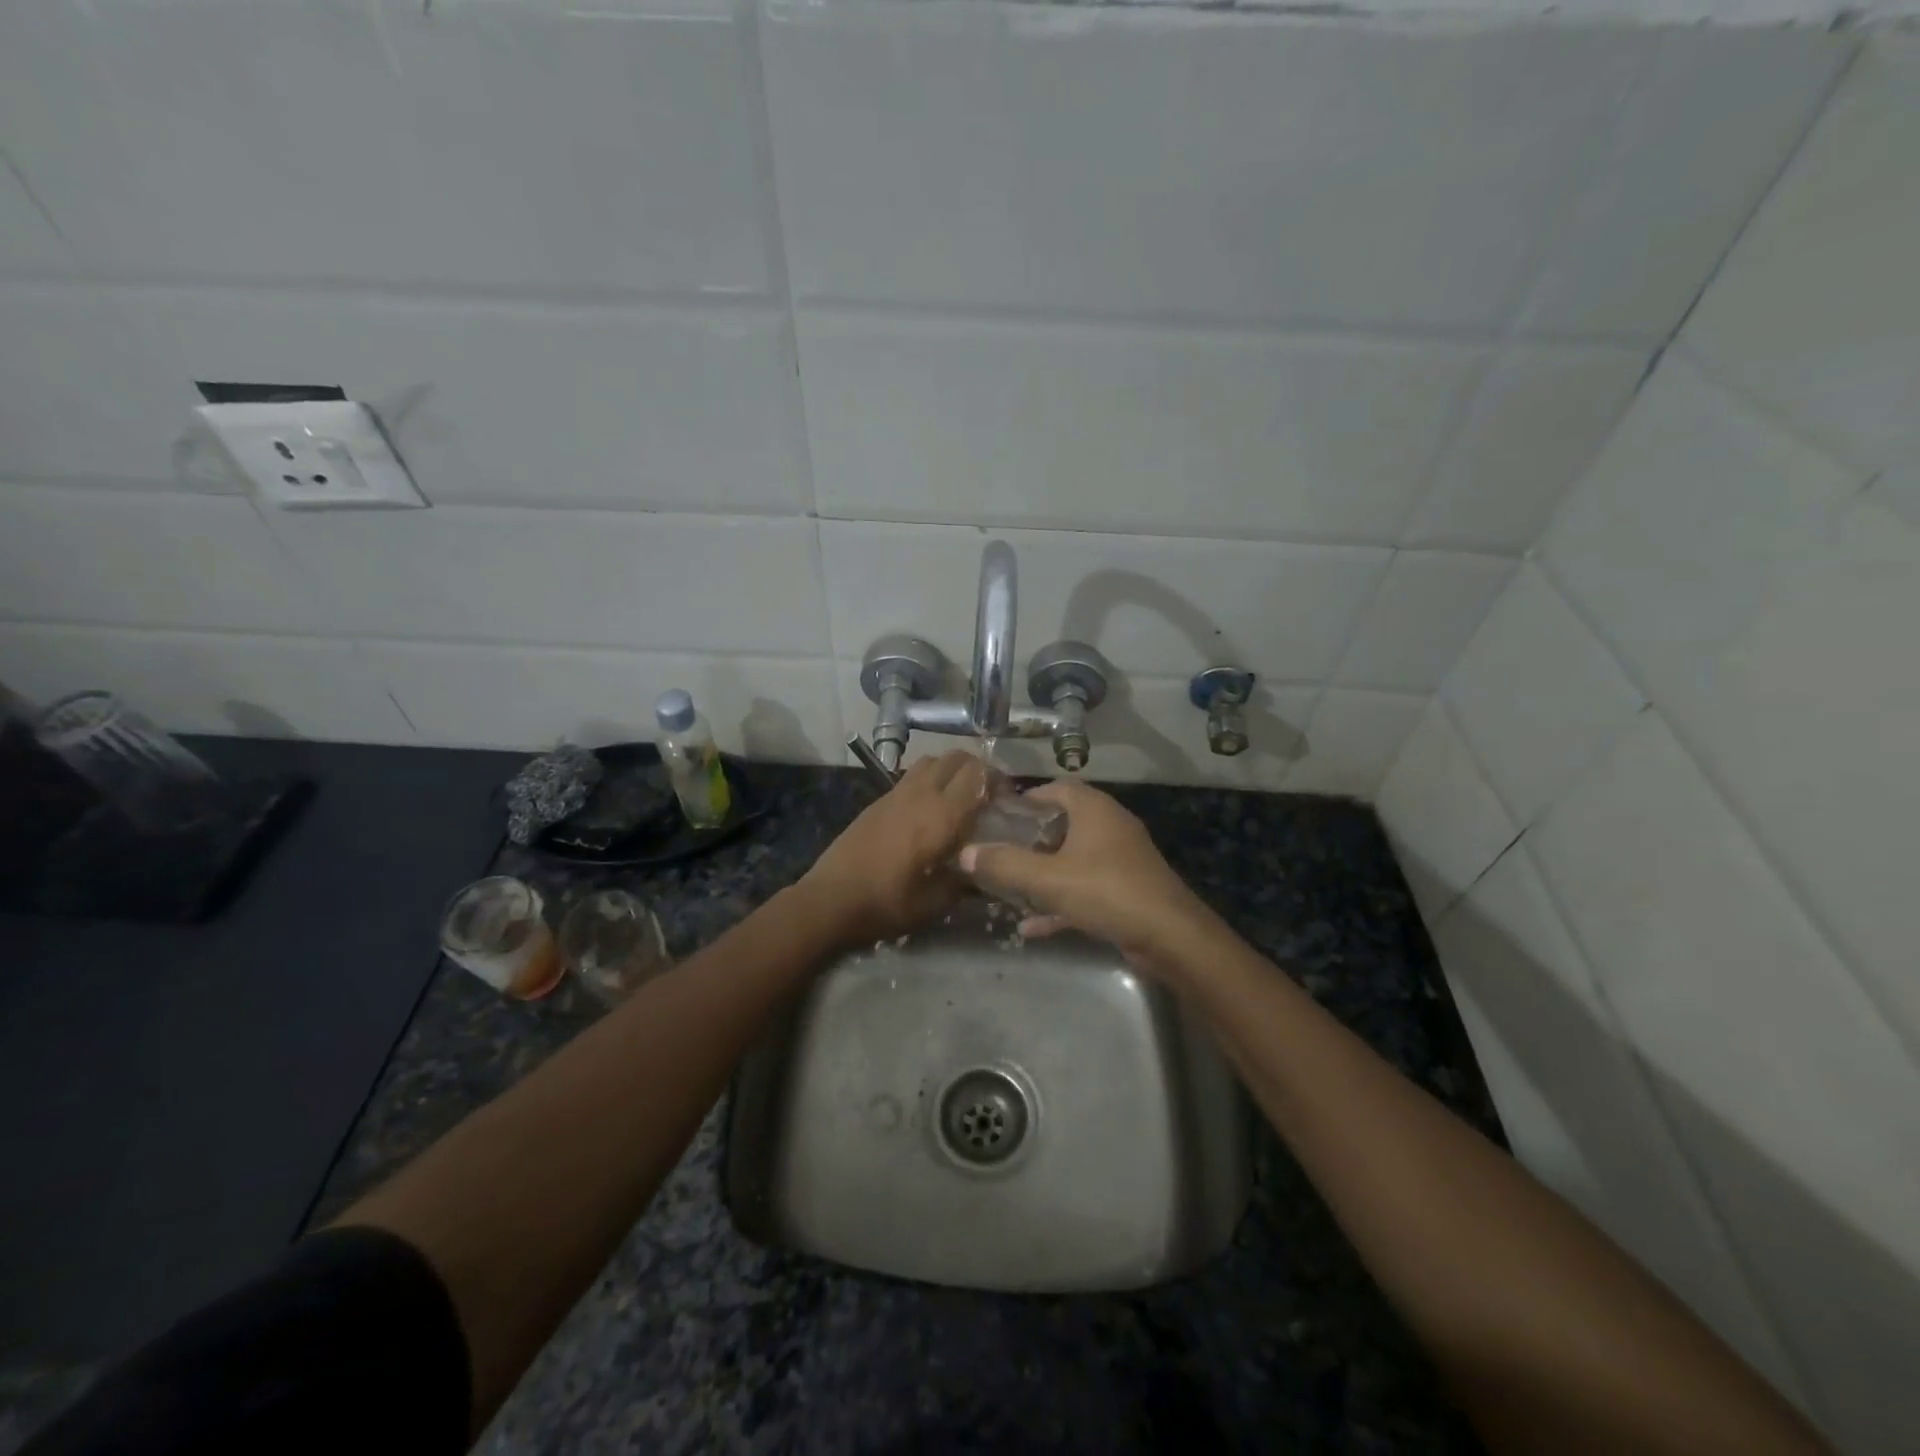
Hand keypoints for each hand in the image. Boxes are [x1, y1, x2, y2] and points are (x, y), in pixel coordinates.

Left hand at [799, 750, 988, 944]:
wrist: (830, 900)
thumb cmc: (887, 903)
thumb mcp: (935, 902)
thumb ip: (966, 882)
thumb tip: (986, 873)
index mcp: (941, 815)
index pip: (978, 774)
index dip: (998, 780)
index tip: (1008, 801)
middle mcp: (921, 794)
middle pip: (956, 758)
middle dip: (977, 770)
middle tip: (986, 796)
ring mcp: (896, 793)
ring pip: (932, 761)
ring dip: (951, 771)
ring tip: (958, 798)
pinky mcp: (878, 800)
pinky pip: (912, 776)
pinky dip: (928, 781)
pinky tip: (928, 811)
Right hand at [957, 780, 1214, 973]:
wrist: (1170, 937)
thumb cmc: (1107, 892)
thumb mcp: (1048, 879)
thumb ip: (1004, 865)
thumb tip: (964, 853)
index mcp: (1094, 810)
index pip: (1058, 788)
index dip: (1028, 798)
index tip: (999, 815)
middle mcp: (1109, 827)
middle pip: (1064, 823)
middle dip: (1031, 838)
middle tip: (1000, 851)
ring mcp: (1121, 860)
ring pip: (1073, 859)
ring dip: (1044, 873)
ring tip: (1010, 887)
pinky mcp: (1126, 891)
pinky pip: (1085, 889)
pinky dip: (1061, 902)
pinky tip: (1032, 927)